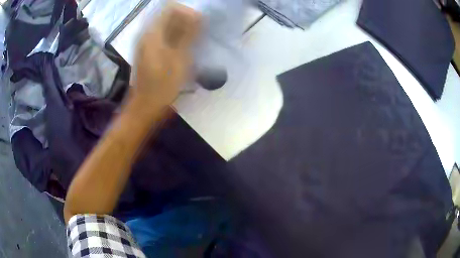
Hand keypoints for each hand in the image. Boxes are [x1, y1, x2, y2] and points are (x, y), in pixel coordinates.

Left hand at [131, 2, 200, 108]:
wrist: (145, 106)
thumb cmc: (162, 86)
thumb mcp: (179, 59)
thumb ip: (188, 34)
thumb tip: (198, 15)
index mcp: (153, 33)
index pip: (171, 7)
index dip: (187, 12)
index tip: (200, 24)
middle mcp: (147, 33)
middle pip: (168, 15)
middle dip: (186, 20)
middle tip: (198, 33)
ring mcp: (146, 42)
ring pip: (167, 25)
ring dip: (182, 28)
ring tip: (194, 41)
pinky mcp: (148, 50)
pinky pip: (164, 35)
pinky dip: (176, 37)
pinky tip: (184, 48)